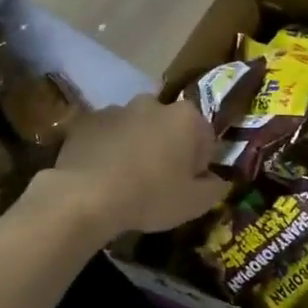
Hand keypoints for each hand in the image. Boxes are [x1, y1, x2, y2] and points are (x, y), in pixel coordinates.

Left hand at [46, 94, 225, 237]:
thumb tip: (221, 181)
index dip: (199, 162)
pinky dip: (107, 148)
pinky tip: (101, 174)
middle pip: (168, 126)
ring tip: (125, 178)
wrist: (86, 196)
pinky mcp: (86, 120)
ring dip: (136, 145)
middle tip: (158, 180)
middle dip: (167, 146)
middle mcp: (153, 104)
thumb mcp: (195, 203)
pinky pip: (105, 134)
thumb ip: (215, 188)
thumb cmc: (151, 197)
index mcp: (186, 118)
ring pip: (135, 127)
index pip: (204, 136)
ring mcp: (116, 108)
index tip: (188, 183)